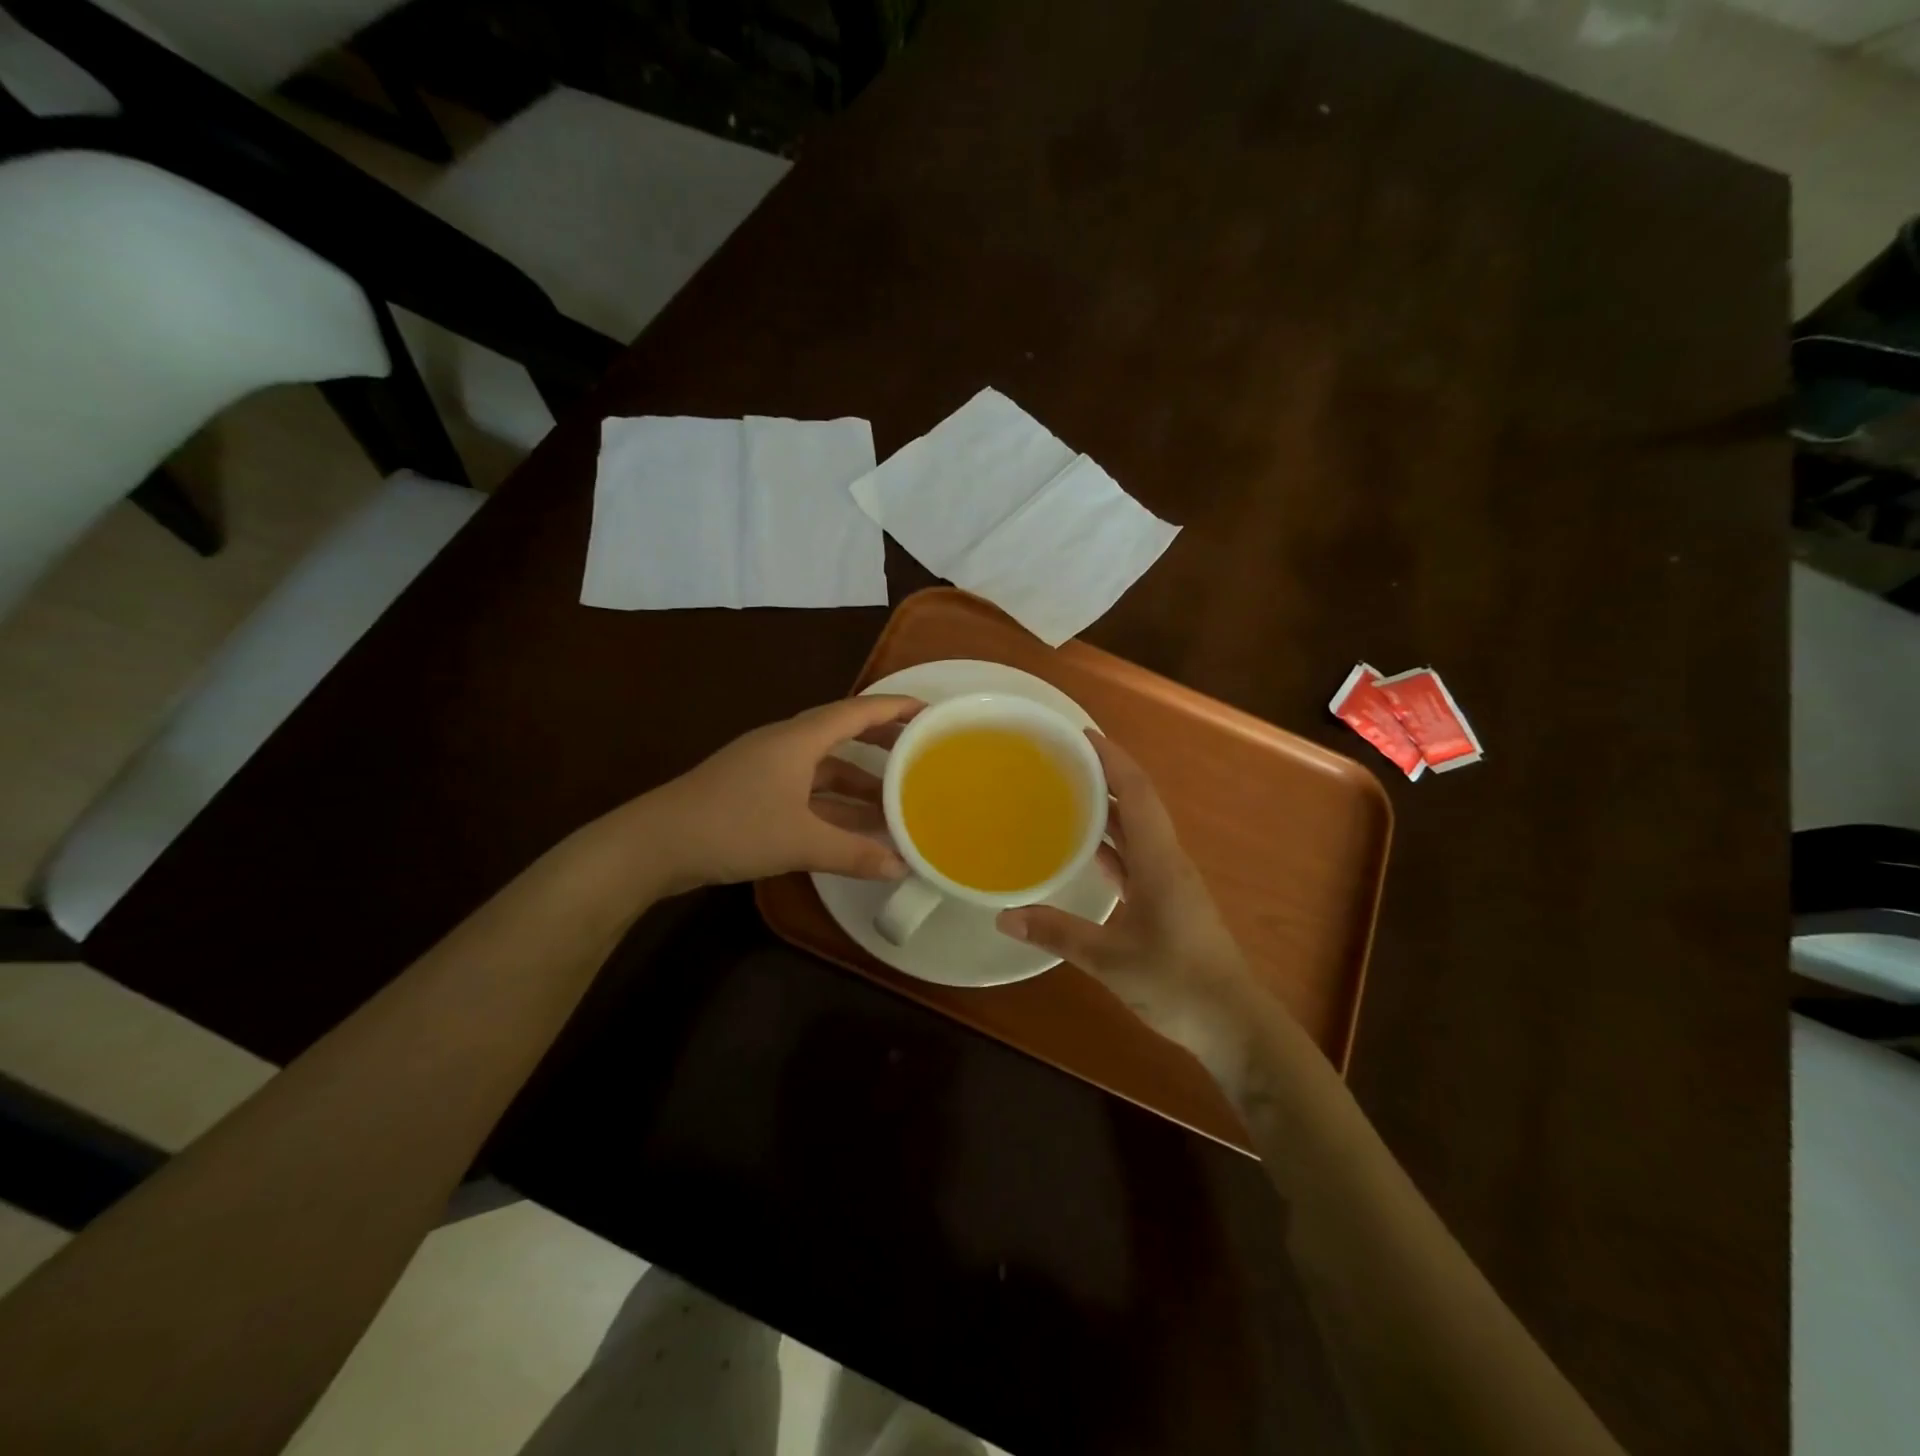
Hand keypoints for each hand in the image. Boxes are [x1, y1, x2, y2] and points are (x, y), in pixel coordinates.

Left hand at [648, 696, 921, 890]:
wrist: (654, 844)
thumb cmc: (732, 827)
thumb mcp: (800, 842)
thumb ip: (854, 854)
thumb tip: (901, 867)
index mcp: (798, 739)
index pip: (857, 712)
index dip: (894, 708)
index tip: (929, 711)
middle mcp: (784, 745)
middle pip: (842, 734)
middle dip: (881, 745)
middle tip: (918, 756)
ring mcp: (765, 769)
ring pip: (823, 767)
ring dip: (856, 782)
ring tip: (893, 801)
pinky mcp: (752, 792)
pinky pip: (806, 789)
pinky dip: (832, 803)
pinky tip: (851, 828)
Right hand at [997, 733, 1261, 1082]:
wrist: (1233, 1025)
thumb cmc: (1177, 983)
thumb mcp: (1110, 959)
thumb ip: (1058, 934)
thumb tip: (1005, 917)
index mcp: (1159, 860)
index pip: (1136, 792)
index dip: (1111, 759)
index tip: (1080, 734)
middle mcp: (1166, 860)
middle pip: (1136, 803)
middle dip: (1103, 775)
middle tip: (1060, 759)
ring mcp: (1169, 881)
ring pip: (1136, 830)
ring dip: (1106, 808)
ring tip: (1065, 792)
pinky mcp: (1167, 901)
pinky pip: (1135, 857)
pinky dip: (1110, 845)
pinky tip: (1083, 849)